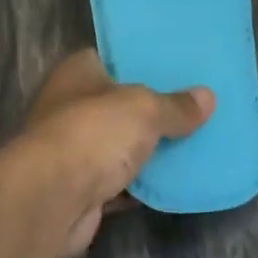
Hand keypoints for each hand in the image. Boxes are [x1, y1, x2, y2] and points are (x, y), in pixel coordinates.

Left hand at [12, 50, 214, 257]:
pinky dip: (143, 183)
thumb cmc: (93, 133)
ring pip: (121, 143)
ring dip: (149, 148)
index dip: (143, 60)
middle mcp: (71, 105)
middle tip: (196, 103)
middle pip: (119, 103)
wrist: (50, 200)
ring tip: (197, 138)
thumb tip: (207, 96)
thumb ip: (174, 105)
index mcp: (78, 72)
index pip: (112, 57)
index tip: (178, 64)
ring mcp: (74, 149)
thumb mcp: (144, 109)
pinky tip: (178, 180)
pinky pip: (121, 180)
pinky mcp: (81, 188)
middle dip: (153, 107)